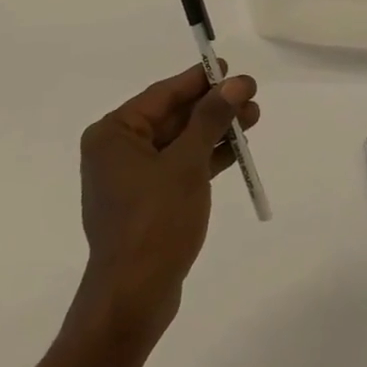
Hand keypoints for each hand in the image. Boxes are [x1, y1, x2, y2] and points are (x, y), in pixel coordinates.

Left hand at [74, 62, 259, 338]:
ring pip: (180, 143)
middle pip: (173, 118)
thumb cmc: (154, 222)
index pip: (162, 95)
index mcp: (113, 134)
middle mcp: (117, 151)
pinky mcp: (147, 204)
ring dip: (215, 131)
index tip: (229, 67)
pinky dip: (206, 158)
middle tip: (251, 95)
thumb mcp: (186, 163)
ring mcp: (131, 179)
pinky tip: (236, 150)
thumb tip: (235, 83)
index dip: (199, 80)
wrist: (133, 299)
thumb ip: (210, 119)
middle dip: (213, 107)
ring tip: (253, 117)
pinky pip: (179, 168)